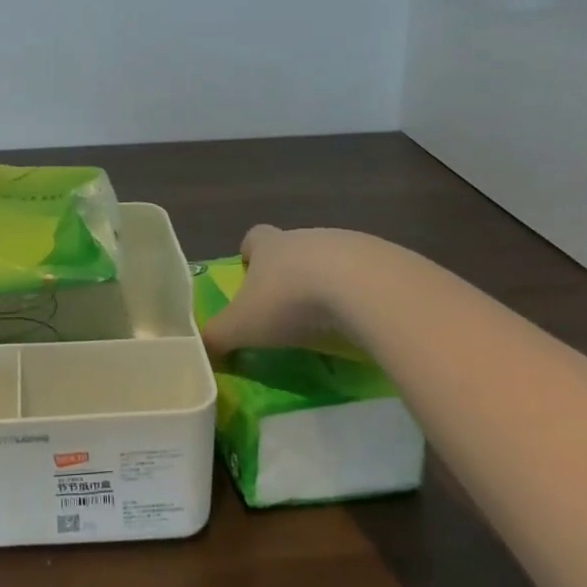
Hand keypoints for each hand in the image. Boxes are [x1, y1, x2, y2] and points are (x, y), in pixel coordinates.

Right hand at [200, 225, 353, 358]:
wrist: (365, 289)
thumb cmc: (291, 301)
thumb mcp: (243, 326)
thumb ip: (218, 337)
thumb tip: (200, 350)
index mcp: (270, 245)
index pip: (254, 238)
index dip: (250, 256)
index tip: (251, 279)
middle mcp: (306, 237)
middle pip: (293, 249)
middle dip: (290, 275)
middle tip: (289, 312)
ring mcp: (348, 244)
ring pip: (331, 261)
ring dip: (328, 285)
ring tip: (329, 322)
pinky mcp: (386, 260)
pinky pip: (368, 277)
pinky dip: (363, 296)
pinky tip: (364, 323)